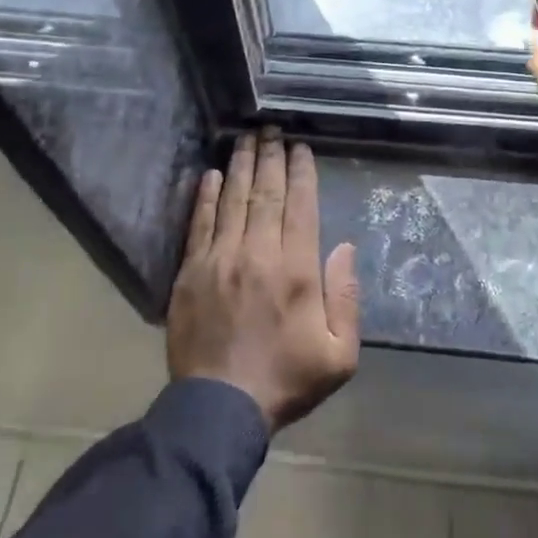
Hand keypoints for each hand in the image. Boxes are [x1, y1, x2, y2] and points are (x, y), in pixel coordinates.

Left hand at [168, 129, 359, 431]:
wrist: (220, 408)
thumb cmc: (286, 380)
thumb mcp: (339, 354)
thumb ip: (347, 298)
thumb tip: (344, 248)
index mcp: (296, 270)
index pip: (300, 206)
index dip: (301, 172)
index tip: (300, 147)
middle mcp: (258, 254)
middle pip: (265, 193)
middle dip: (270, 157)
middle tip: (272, 129)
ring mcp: (220, 260)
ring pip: (233, 200)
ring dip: (240, 166)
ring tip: (245, 138)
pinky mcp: (191, 272)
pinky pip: (199, 224)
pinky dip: (205, 196)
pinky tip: (210, 174)